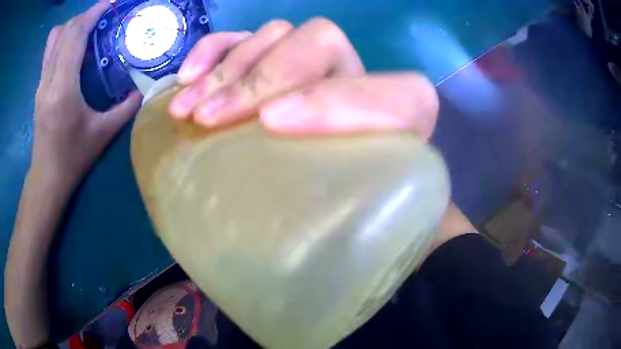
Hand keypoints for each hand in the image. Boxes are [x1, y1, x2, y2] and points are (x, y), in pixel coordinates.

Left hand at [33, 0, 141, 187]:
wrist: (47, 178)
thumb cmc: (73, 158)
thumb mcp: (103, 134)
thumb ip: (125, 108)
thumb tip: (144, 89)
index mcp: (63, 89)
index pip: (74, 36)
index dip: (92, 14)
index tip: (110, 4)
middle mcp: (48, 80)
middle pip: (64, 31)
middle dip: (85, 16)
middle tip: (104, 17)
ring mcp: (41, 83)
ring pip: (53, 39)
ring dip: (72, 27)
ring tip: (88, 30)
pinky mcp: (39, 87)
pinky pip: (50, 52)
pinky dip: (64, 41)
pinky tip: (76, 50)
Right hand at [170, 18, 475, 248]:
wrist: (325, 195)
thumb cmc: (352, 217)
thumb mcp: (370, 230)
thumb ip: (385, 236)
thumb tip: (361, 269)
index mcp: (399, 123)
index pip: (400, 95)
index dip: (345, 102)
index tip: (275, 126)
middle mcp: (355, 81)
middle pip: (319, 43)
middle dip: (260, 79)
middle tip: (212, 119)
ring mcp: (306, 61)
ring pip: (276, 34)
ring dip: (226, 70)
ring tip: (189, 111)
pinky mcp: (266, 58)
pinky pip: (243, 37)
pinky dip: (211, 52)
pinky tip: (185, 80)